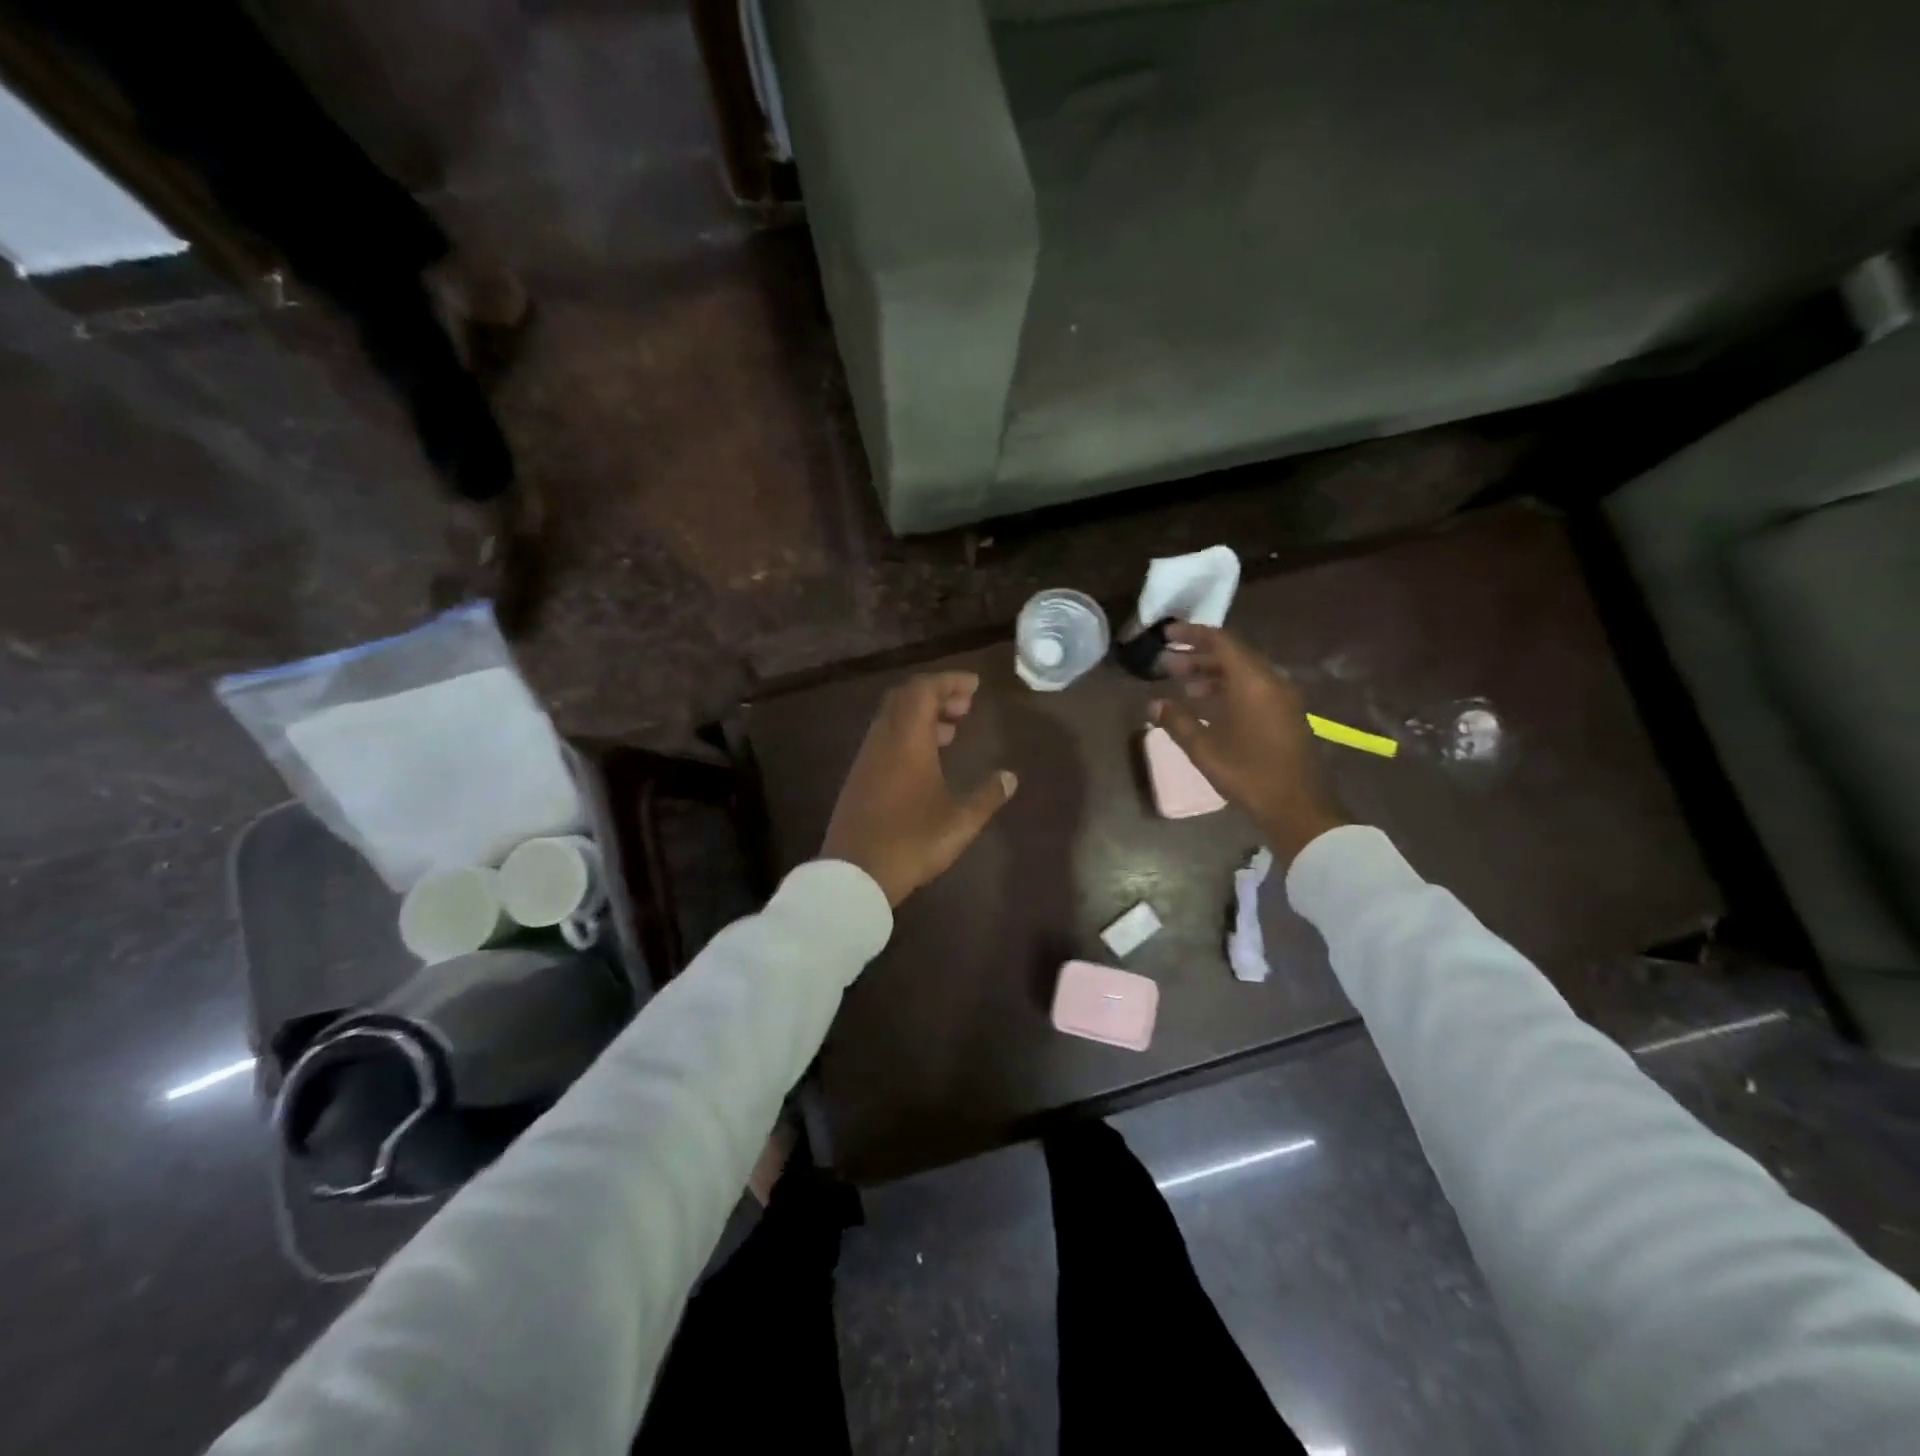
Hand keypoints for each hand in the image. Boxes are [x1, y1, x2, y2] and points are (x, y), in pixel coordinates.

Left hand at [822, 672, 1018, 905]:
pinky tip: (925, 760)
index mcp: (907, 741)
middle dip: (936, 694)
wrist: (855, 875)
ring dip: (921, 715)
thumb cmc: (911, 842)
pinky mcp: (859, 778)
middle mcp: (883, 740)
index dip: (949, 681)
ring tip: (951, 731)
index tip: (974, 686)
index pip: (924, 690)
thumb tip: (1010, 777)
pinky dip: (907, 734)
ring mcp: (867, 758)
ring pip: (892, 718)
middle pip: (905, 698)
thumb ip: (987, 796)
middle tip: (965, 706)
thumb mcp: (959, 822)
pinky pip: (884, 738)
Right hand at [1152, 623, 1348, 865]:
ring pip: (1243, 673)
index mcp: (1253, 682)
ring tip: (1183, 685)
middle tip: (1167, 664)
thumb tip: (1154, 704)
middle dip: (1198, 656)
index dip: (1192, 634)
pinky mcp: (1286, 714)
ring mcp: (1282, 698)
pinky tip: (1207, 705)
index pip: (1221, 641)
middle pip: (1232, 655)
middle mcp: (1271, 681)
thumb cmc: (1249, 774)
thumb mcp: (1205, 749)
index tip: (1167, 634)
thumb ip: (1177, 722)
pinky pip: (1254, 688)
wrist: (1298, 807)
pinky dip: (1228, 688)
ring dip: (1212, 674)